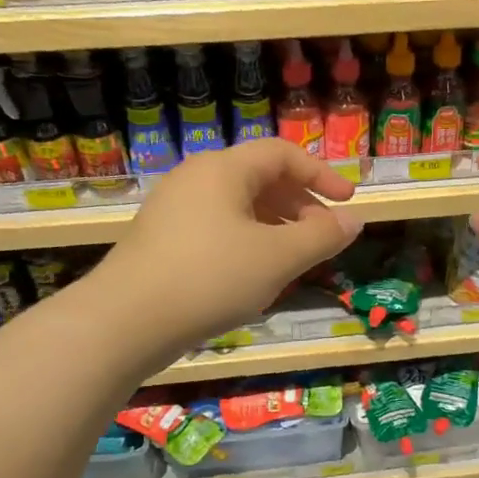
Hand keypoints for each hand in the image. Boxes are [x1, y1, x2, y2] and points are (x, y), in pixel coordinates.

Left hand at [87, 140, 360, 364]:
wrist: (124, 323)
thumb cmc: (210, 278)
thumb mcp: (278, 258)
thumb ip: (322, 236)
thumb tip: (354, 220)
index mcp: (223, 170)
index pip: (282, 154)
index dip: (321, 174)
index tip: (348, 201)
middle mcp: (195, 179)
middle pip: (260, 179)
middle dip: (299, 205)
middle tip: (323, 236)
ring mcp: (173, 210)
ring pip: (238, 207)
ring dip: (275, 227)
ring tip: (294, 260)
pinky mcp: (161, 241)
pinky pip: (217, 228)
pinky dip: (247, 242)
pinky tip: (254, 276)